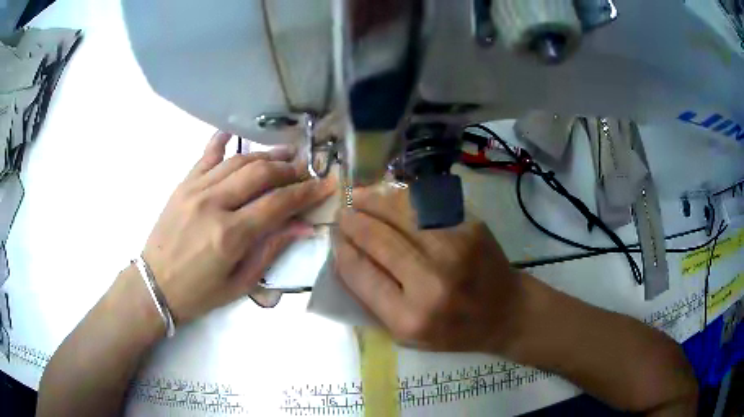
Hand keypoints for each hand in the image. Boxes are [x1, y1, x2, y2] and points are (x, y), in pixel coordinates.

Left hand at [143, 131, 334, 323]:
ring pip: (238, 161)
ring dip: (266, 155)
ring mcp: (195, 189)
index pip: (277, 203)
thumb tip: (303, 226)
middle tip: (306, 170)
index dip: (306, 192)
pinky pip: (206, 155)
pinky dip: (222, 141)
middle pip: (260, 173)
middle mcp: (213, 204)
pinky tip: (234, 133)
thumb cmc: (199, 293)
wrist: (155, 286)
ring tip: (285, 155)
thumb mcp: (240, 283)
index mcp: (230, 235)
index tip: (326, 184)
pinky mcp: (183, 184)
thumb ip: (271, 250)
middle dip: (289, 169)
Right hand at [333, 186, 522, 352]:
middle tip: (343, 213)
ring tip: (360, 197)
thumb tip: (346, 256)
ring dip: (374, 201)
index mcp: (409, 318)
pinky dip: (403, 198)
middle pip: (377, 238)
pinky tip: (391, 197)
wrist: (505, 312)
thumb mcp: (407, 335)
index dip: (342, 250)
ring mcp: (455, 249)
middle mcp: (431, 282)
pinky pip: (426, 205)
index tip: (336, 239)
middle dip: (353, 221)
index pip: (359, 273)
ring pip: (400, 213)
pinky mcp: (470, 227)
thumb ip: (374, 300)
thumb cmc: (454, 330)